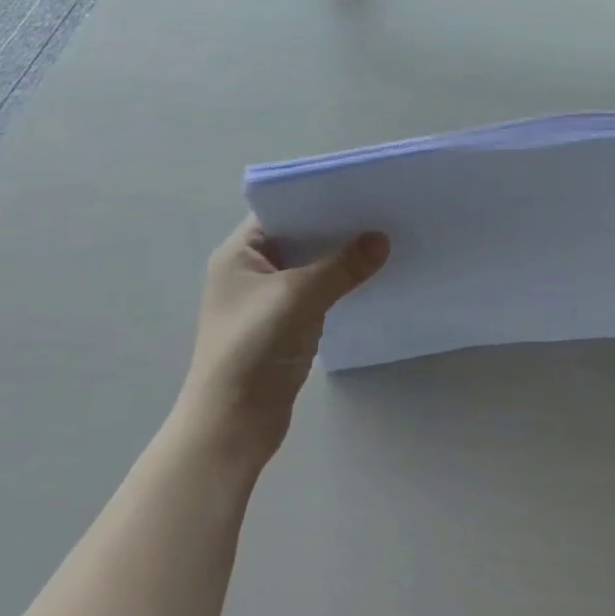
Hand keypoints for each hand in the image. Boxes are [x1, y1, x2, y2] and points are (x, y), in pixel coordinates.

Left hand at [179, 215, 388, 468]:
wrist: (231, 425)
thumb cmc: (252, 348)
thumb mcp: (299, 297)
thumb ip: (342, 266)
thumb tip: (382, 240)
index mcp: (238, 254)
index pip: (280, 211)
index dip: (316, 199)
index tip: (358, 190)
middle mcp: (249, 271)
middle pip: (298, 237)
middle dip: (336, 228)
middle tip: (380, 212)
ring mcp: (266, 299)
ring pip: (310, 266)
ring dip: (339, 258)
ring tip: (383, 239)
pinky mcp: (283, 325)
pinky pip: (316, 292)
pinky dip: (338, 284)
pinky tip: (369, 277)